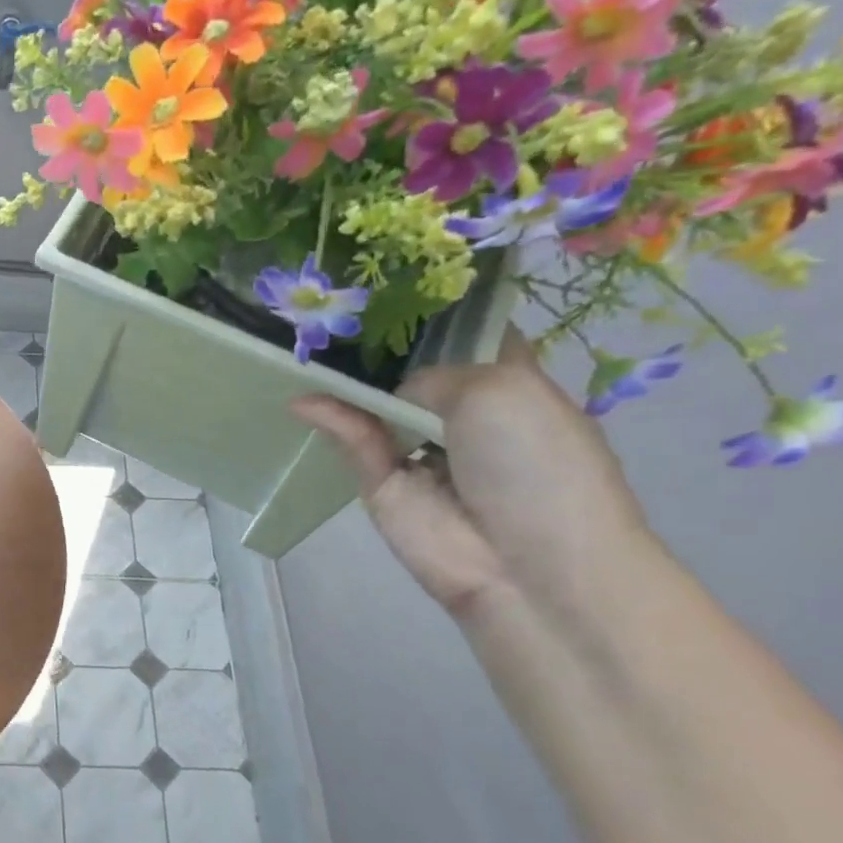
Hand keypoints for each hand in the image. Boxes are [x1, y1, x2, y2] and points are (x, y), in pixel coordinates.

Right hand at [292, 333, 656, 622]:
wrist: (528, 562)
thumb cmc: (538, 462)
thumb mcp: (498, 390)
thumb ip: (429, 374)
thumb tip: (381, 396)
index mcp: (509, 383)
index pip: (468, 336)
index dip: (437, 311)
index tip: (394, 279)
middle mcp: (462, 412)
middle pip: (412, 368)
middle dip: (380, 341)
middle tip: (334, 303)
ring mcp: (419, 447)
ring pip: (374, 404)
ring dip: (347, 379)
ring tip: (306, 342)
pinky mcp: (382, 482)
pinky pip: (353, 441)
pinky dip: (330, 419)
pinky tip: (304, 399)